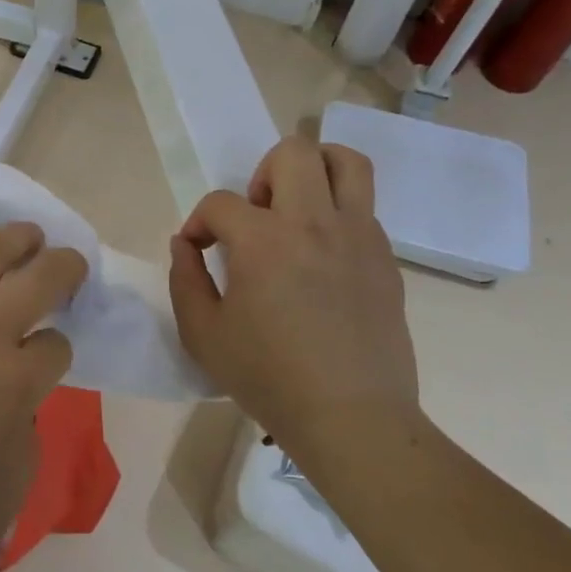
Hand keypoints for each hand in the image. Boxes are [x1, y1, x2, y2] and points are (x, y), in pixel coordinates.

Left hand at [0, 210, 86, 571]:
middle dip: (65, 268)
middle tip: (70, 264)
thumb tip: (20, 410)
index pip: (57, 346)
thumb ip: (26, 449)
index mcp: (15, 384)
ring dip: (21, 237)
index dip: (58, 349)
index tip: (45, 357)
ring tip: (31, 233)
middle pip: (41, 279)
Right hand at [168, 136, 419, 455]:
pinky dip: (337, 214)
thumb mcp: (203, 335)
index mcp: (264, 241)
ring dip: (315, 170)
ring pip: (347, 163)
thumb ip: (185, 280)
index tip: (199, 251)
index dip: (199, 222)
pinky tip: (323, 257)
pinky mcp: (385, 258)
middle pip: (293, 153)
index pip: (221, 203)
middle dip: (262, 172)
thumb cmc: (270, 379)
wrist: (353, 419)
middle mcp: (314, 223)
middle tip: (257, 216)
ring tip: (298, 208)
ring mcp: (358, 236)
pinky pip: (363, 208)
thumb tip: (185, 244)